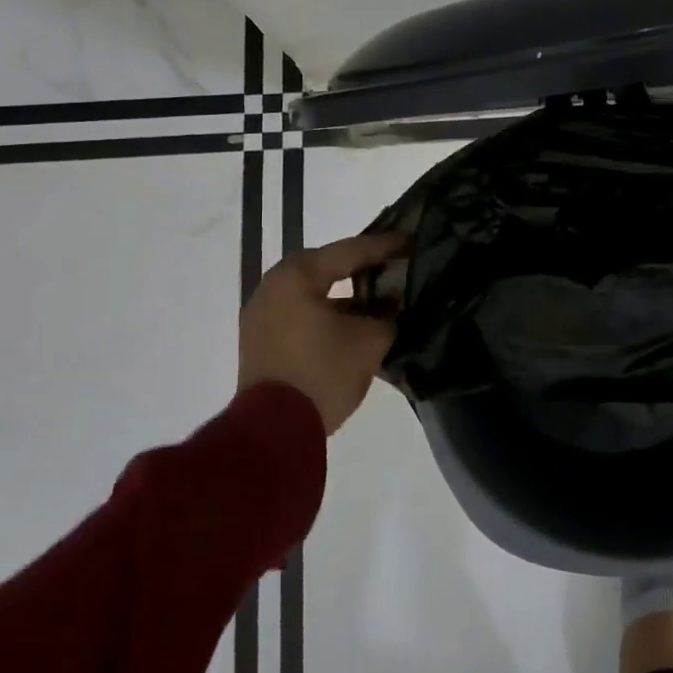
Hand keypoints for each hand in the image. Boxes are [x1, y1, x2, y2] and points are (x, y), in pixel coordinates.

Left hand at [238, 232, 406, 434]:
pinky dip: (328, 315)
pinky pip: (301, 315)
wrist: (274, 430)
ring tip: (380, 299)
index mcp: (297, 276)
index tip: (412, 242)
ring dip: (346, 296)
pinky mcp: (261, 343)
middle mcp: (273, 287)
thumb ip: (387, 315)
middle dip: (363, 269)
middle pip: (326, 268)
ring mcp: (261, 317)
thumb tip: (391, 309)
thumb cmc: (323, 372)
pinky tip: (355, 325)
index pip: (350, 251)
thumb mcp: (370, 340)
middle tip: (395, 265)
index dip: (385, 246)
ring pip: (313, 294)